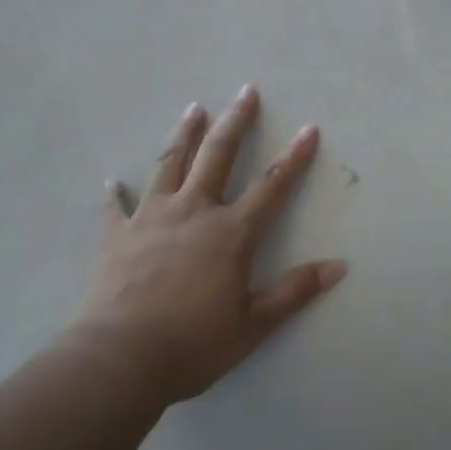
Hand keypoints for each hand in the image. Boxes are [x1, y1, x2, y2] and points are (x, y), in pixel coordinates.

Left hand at [70, 86, 346, 403]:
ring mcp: (151, 218)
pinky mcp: (117, 235)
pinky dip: (115, 193)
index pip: (271, 186)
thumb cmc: (193, 343)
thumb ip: (294, 291)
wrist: (120, 359)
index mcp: (230, 233)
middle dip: (235, 122)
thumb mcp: (253, 324)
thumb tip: (339, 266)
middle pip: (218, 156)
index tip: (308, 129)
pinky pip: (115, 207)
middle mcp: (193, 211)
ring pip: (169, 164)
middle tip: (245, 91)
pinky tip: (112, 181)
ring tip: (193, 108)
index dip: (294, 158)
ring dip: (184, 135)